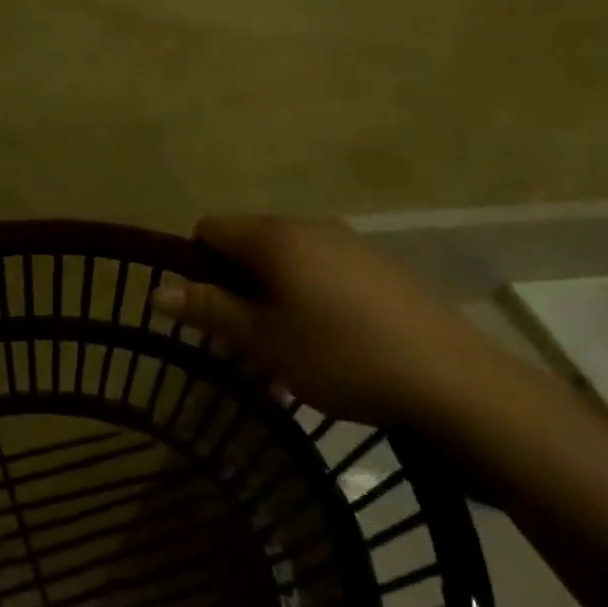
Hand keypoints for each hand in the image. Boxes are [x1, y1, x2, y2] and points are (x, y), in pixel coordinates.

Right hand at [151, 215, 513, 431]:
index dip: (197, 265)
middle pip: (249, 243)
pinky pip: (323, 271)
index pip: (210, 228)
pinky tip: (331, 344)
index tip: (210, 312)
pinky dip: (309, 298)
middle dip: (236, 286)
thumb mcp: (264, 340)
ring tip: (287, 351)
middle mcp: (309, 226)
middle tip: (245, 341)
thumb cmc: (341, 356)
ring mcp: (349, 243)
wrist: (452, 380)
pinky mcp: (380, 266)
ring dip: (272, 296)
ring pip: (287, 261)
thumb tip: (155, 291)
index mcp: (274, 237)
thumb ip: (209, 309)